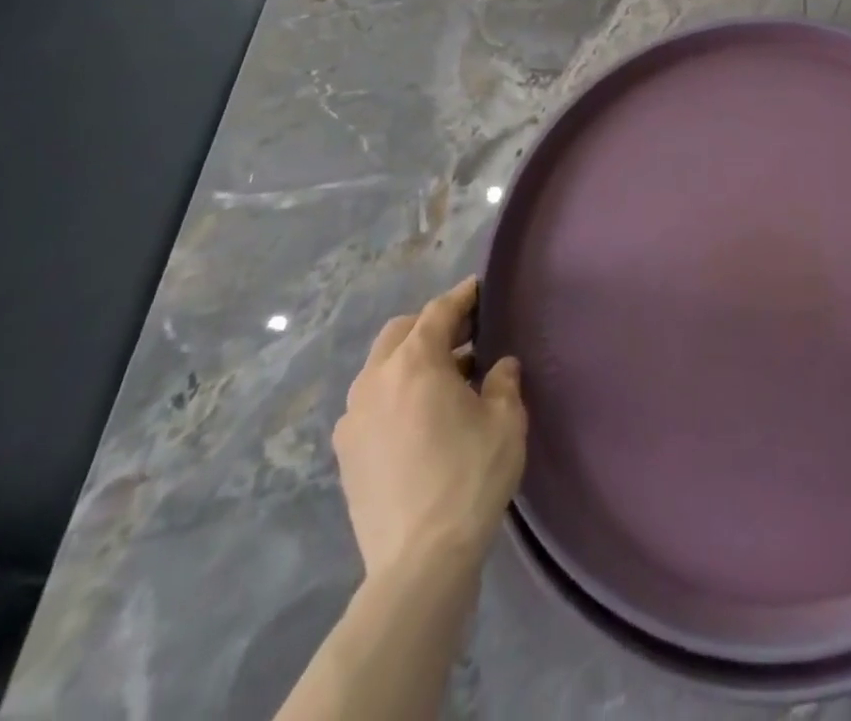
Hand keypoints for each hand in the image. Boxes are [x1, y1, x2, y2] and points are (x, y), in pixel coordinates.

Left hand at [333, 276, 526, 576]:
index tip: (480, 289)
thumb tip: (499, 365)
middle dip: (432, 325)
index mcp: (415, 363)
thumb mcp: (504, 419)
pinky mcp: (346, 453)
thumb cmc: (469, 476)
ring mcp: (353, 418)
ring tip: (447, 376)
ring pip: (381, 366)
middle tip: (467, 334)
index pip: (438, 312)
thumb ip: (502, 381)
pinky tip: (421, 414)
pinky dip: (395, 391)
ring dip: (411, 359)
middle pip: (401, 332)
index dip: (462, 297)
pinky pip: (372, 401)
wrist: (419, 560)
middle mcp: (375, 380)